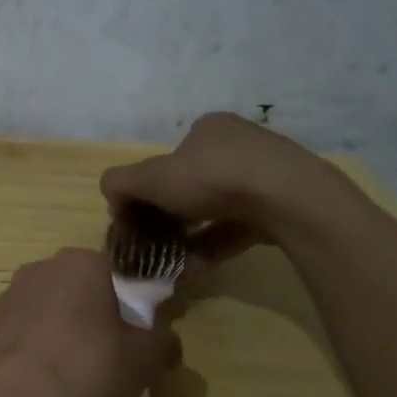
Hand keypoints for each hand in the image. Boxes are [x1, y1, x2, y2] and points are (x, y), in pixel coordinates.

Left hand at [0, 249, 181, 396]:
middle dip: (96, 315)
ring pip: (50, 309)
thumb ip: (163, 343)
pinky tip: (43, 379)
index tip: (138, 333)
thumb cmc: (86, 367)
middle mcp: (44, 267)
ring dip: (63, 331)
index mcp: (84, 262)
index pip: (120, 272)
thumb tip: (166, 340)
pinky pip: (25, 332)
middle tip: (110, 354)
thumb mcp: (144, 361)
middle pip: (82, 288)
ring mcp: (10, 294)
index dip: (133, 302)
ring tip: (73, 372)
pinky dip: (36, 349)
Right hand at [99, 112, 345, 258]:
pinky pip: (238, 227)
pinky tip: (197, 267)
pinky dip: (215, 245)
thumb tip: (109, 193)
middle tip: (154, 243)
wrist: (287, 198)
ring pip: (215, 209)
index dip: (148, 188)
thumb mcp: (152, 177)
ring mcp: (264, 176)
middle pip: (191, 185)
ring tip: (173, 263)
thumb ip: (121, 182)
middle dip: (169, 217)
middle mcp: (237, 145)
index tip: (137, 216)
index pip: (169, 158)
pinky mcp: (281, 206)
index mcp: (207, 129)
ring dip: (190, 237)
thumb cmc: (212, 177)